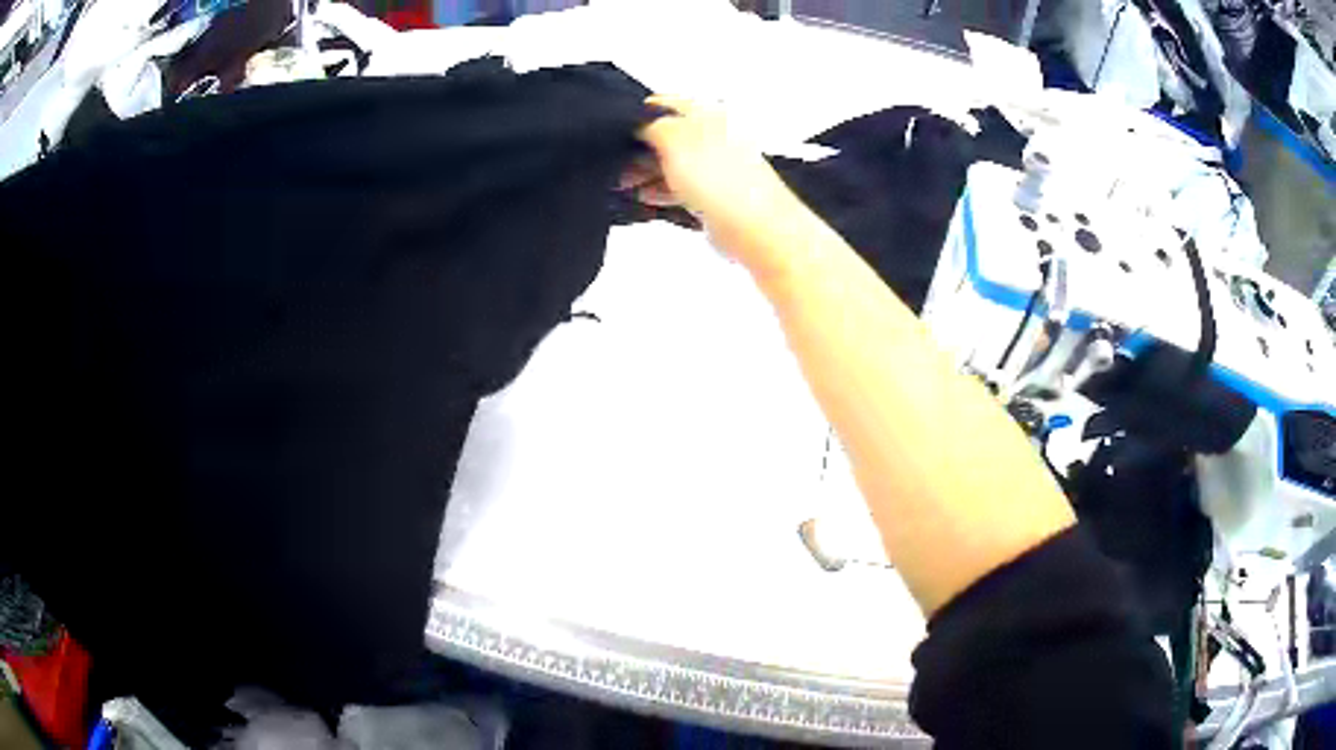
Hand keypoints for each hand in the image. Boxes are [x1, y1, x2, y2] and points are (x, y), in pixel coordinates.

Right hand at [622, 96, 793, 262]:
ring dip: (645, 171)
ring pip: (672, 162)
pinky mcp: (715, 195)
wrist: (755, 227)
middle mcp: (714, 136)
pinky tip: (644, 197)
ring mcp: (715, 166)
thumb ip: (650, 124)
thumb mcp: (674, 137)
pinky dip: (660, 190)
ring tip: (622, 183)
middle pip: (666, 135)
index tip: (613, 132)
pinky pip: (680, 187)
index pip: (664, 105)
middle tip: (614, 162)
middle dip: (637, 147)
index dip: (636, 116)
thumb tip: (637, 122)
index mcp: (708, 114)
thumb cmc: (720, 179)